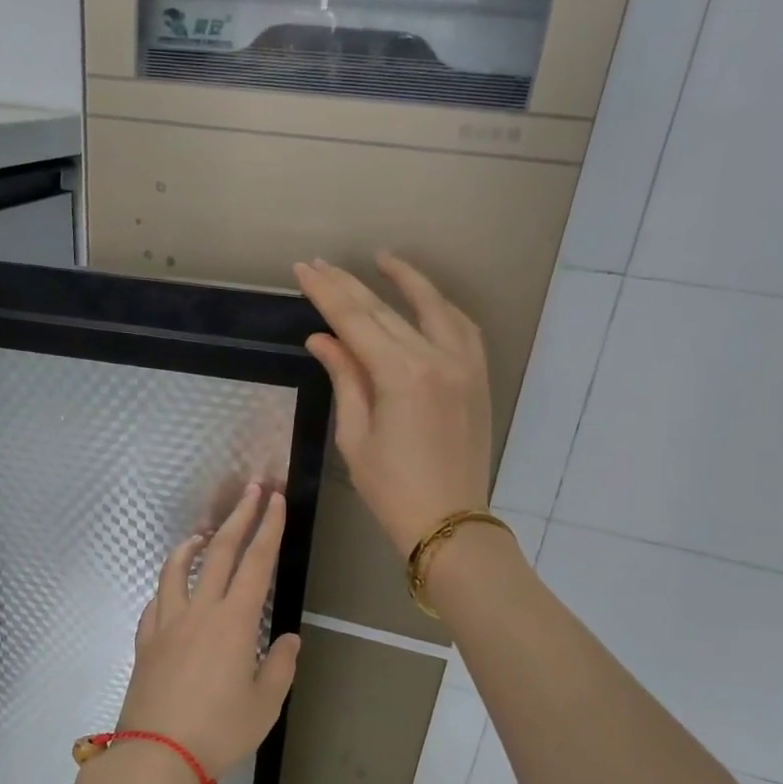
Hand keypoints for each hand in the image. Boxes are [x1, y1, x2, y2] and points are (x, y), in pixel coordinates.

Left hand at [112, 484, 301, 783]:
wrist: (156, 755)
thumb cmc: (219, 731)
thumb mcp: (264, 704)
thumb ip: (279, 666)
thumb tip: (288, 639)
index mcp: (233, 621)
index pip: (256, 562)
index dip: (268, 528)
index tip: (275, 500)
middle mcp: (199, 611)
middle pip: (221, 553)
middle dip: (239, 517)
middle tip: (252, 490)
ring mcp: (167, 623)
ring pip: (178, 569)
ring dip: (193, 545)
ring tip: (203, 533)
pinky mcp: (146, 641)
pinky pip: (155, 602)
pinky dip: (167, 586)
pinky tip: (172, 589)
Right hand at [293, 253, 491, 555]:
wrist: (449, 522)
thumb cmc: (391, 488)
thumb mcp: (356, 436)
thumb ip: (345, 378)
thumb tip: (322, 339)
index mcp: (401, 374)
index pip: (355, 320)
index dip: (326, 292)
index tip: (303, 269)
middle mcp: (437, 357)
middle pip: (387, 309)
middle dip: (350, 285)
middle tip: (321, 264)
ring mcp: (464, 364)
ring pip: (433, 307)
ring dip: (406, 281)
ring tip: (381, 261)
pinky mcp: (478, 376)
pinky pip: (462, 327)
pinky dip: (441, 307)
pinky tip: (425, 300)